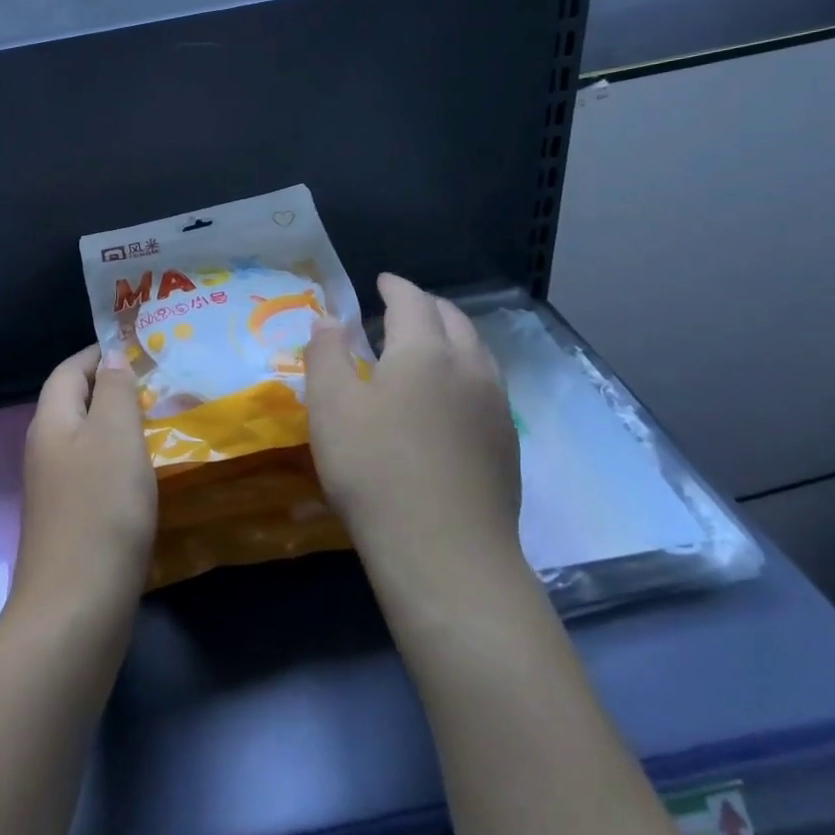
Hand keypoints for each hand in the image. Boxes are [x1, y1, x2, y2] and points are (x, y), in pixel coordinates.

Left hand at [12, 346, 157, 618]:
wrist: (75, 609)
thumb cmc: (100, 510)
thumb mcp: (115, 437)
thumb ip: (115, 392)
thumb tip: (111, 358)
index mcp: (51, 423)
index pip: (68, 371)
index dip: (97, 354)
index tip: (136, 348)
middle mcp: (45, 451)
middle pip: (74, 404)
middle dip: (111, 389)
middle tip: (158, 385)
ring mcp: (54, 491)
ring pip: (86, 441)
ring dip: (118, 428)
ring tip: (160, 424)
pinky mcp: (70, 523)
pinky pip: (94, 475)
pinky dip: (119, 464)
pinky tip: (147, 476)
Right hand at [305, 274, 521, 575]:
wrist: (446, 553)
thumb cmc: (375, 470)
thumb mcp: (330, 407)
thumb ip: (326, 354)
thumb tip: (328, 320)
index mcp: (425, 350)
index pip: (412, 300)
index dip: (395, 286)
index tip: (380, 281)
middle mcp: (469, 366)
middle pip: (453, 319)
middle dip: (426, 306)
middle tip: (400, 309)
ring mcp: (496, 405)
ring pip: (477, 351)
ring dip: (451, 336)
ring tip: (427, 347)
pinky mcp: (508, 443)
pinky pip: (487, 385)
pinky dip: (466, 371)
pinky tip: (450, 398)